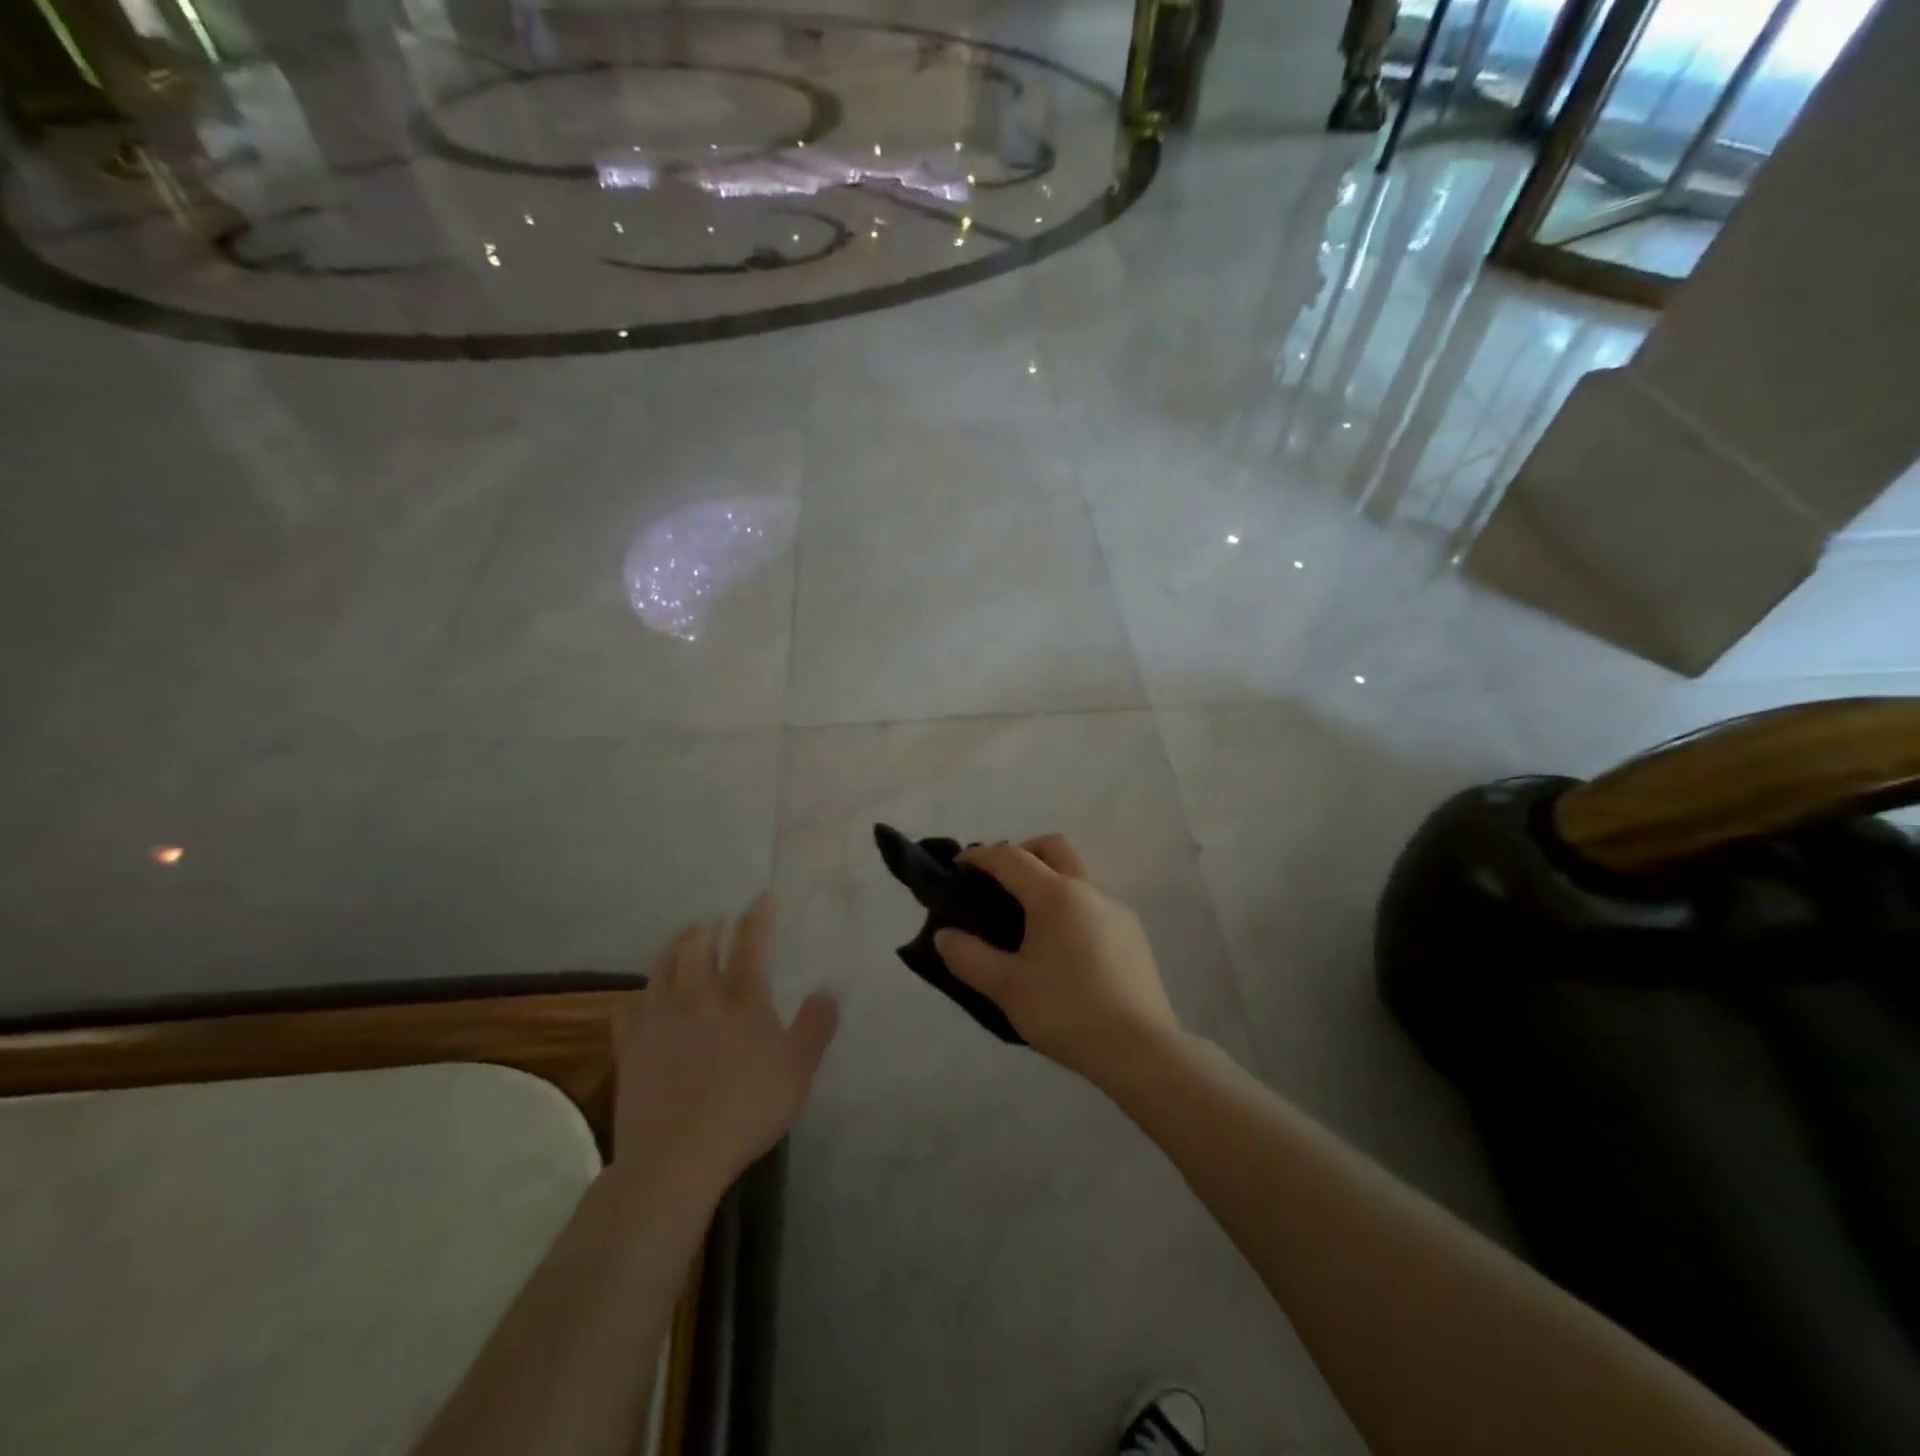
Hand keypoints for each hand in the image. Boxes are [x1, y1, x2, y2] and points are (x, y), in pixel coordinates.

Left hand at [612, 895, 838, 1203]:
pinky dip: (640, 994)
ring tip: (682, 944)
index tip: (763, 897)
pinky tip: (644, 999)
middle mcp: (698, 995)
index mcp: (741, 997)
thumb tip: (827, 991)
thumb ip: (816, 1027)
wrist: (676, 1157)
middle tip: (715, 922)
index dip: (759, 916)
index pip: (751, 942)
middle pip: (696, 944)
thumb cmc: (746, 1110)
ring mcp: (658, 1018)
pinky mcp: (630, 1045)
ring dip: (674, 947)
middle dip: (707, 927)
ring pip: (661, 966)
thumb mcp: (798, 1071)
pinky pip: (629, 1006)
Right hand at [934, 836, 1180, 1081]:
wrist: (1140, 1049)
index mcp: (1055, 895)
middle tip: (997, 882)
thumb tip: (944, 934)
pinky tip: (1061, 947)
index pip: (1010, 857)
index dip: (980, 856)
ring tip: (1025, 921)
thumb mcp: (1006, 988)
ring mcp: (1116, 910)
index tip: (958, 866)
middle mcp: (1088, 890)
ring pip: (1076, 876)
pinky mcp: (1133, 934)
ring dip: (1047, 881)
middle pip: (1052, 849)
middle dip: (1021, 853)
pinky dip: (1069, 906)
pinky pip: (1093, 903)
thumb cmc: (1066, 1011)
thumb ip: (968, 957)